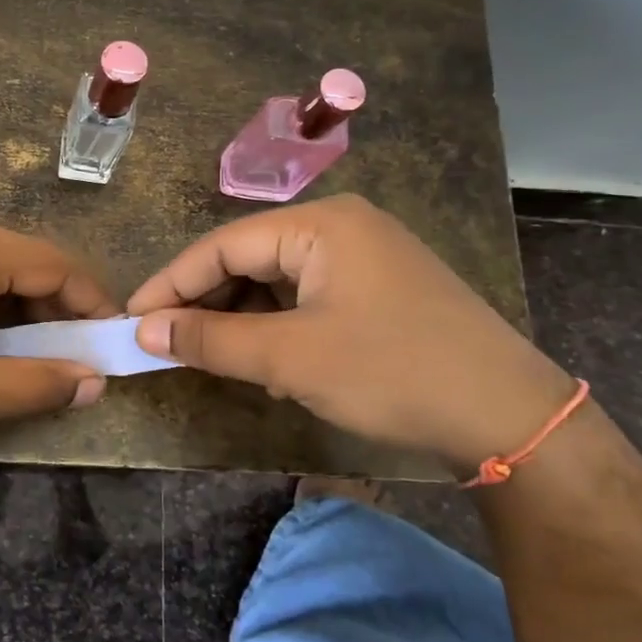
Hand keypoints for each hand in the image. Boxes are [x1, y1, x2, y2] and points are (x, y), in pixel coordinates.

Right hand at [126, 195, 574, 474]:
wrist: (510, 418)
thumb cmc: (393, 372)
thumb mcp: (290, 357)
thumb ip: (211, 339)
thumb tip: (144, 331)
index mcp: (320, 224)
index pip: (221, 245)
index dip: (170, 284)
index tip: (131, 320)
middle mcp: (340, 226)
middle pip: (247, 258)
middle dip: (203, 301)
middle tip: (163, 342)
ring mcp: (363, 256)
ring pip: (274, 279)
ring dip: (237, 316)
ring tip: (207, 353)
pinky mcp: (377, 288)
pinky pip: (304, 296)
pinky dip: (273, 323)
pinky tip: (261, 356)